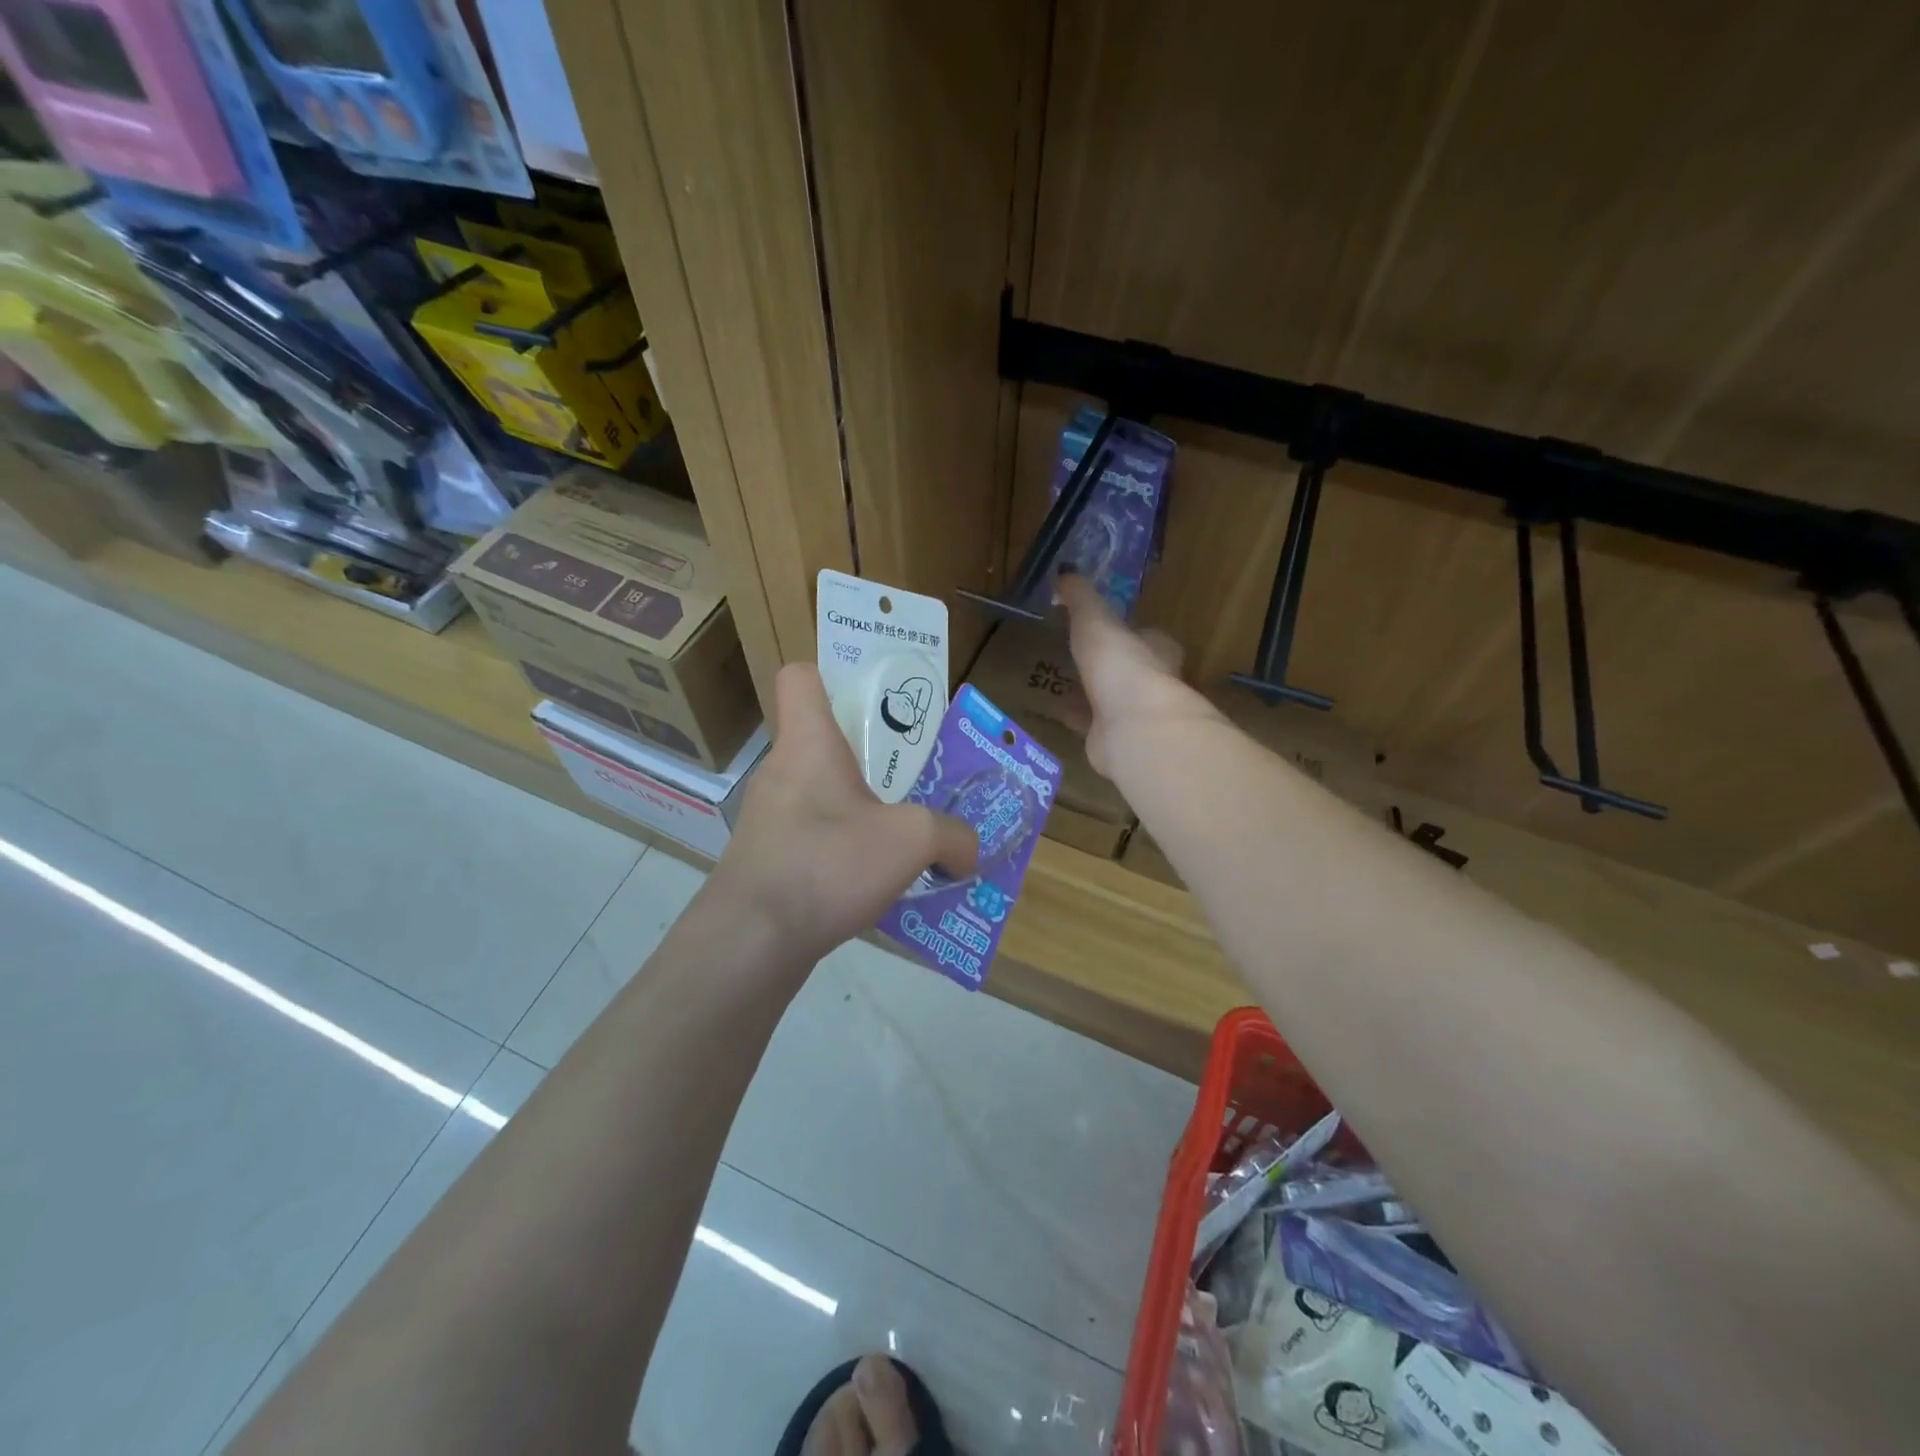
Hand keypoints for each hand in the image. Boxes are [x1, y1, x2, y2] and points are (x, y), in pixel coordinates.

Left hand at [712, 663, 978, 961]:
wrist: (750, 943)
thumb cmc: (827, 864)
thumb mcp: (911, 841)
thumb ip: (952, 836)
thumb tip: (970, 850)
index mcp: (808, 743)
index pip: (801, 677)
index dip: (834, 675)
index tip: (875, 700)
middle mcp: (782, 772)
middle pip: (823, 740)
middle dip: (871, 755)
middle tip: (914, 777)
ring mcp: (769, 820)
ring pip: (822, 795)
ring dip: (861, 809)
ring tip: (904, 837)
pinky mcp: (767, 861)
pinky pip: (814, 839)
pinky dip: (845, 851)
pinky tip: (876, 883)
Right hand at [1053, 574, 1216, 777]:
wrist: (1133, 728)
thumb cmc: (1121, 666)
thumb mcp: (1096, 620)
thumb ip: (1081, 598)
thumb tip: (1065, 573)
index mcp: (1157, 649)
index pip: (1145, 635)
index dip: (1127, 630)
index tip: (1104, 626)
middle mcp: (1153, 682)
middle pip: (1129, 668)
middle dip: (1108, 663)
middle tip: (1081, 655)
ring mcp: (1136, 714)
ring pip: (1112, 698)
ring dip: (1094, 692)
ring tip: (1067, 682)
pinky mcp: (1118, 739)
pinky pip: (1095, 724)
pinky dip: (1080, 718)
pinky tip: (1062, 712)